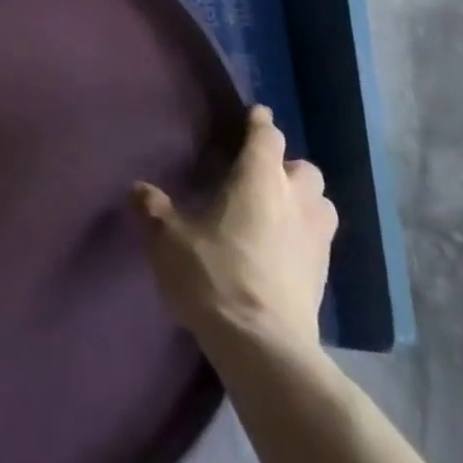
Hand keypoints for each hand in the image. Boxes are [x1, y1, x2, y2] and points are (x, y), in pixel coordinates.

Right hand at [133, 105, 337, 357]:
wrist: (263, 346)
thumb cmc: (214, 276)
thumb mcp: (168, 240)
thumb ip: (153, 210)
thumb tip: (138, 189)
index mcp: (259, 178)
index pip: (266, 136)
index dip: (259, 123)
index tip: (254, 115)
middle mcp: (295, 199)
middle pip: (303, 167)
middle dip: (285, 166)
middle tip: (259, 176)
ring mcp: (316, 238)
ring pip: (320, 203)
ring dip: (303, 200)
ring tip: (278, 211)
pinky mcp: (324, 274)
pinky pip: (319, 239)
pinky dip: (305, 235)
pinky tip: (283, 250)